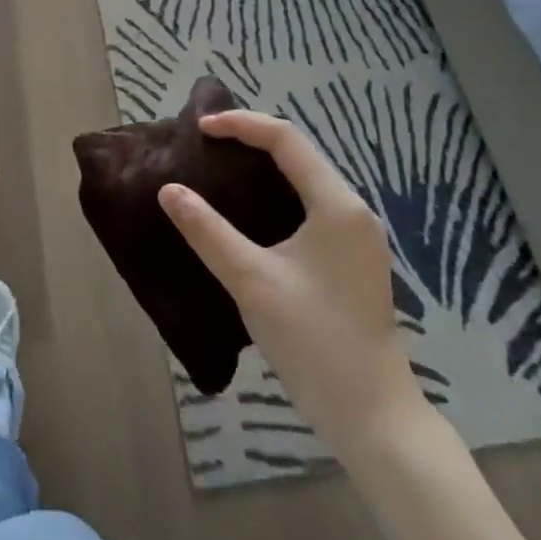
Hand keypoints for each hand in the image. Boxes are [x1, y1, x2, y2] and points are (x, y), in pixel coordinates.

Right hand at [158, 110, 424, 455]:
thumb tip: (169, 190)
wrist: (371, 415)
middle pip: (299, 153)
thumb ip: (208, 230)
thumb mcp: (251, 280)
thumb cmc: (313, 340)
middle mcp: (353, 210)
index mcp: (336, 204)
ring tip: (220, 167)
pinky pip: (310, 205)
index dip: (240, 124)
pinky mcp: (351, 259)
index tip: (198, 129)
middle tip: (205, 144)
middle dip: (251, 139)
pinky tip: (249, 211)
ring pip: (305, 179)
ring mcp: (356, 236)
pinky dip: (276, 193)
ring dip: (264, 166)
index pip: (285, 139)